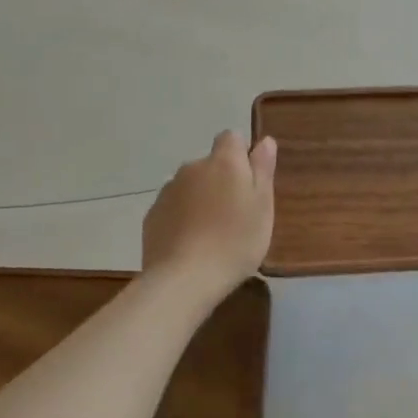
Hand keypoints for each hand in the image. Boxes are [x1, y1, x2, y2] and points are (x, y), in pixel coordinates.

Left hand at [141, 131, 277, 295]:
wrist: (184, 279)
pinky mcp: (152, 216)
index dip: (241, 155)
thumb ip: (263, 169)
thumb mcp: (262, 206)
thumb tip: (265, 141)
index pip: (231, 138)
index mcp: (223, 161)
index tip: (249, 182)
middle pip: (210, 164)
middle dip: (221, 180)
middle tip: (235, 214)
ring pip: (190, 186)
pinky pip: (173, 208)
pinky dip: (182, 218)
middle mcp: (192, 167)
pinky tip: (190, 244)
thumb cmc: (235, 240)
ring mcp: (168, 191)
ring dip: (200, 199)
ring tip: (211, 233)